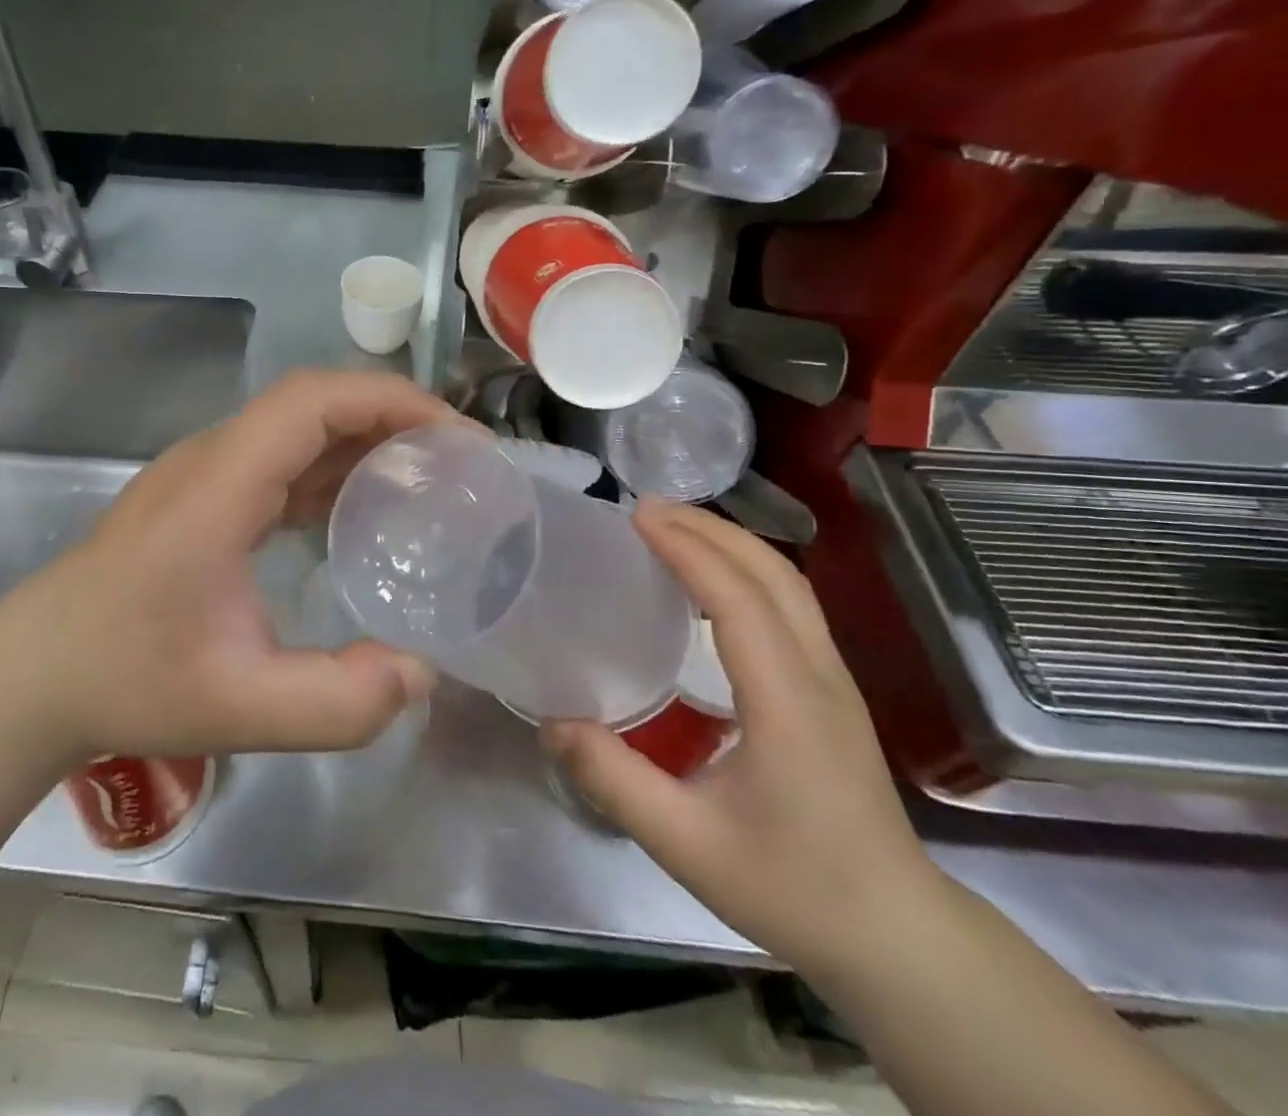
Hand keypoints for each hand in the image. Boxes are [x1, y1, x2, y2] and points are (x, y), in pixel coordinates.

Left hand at [0, 370, 448, 763]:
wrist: (34, 673)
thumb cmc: (126, 678)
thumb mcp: (239, 707)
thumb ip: (338, 703)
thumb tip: (420, 673)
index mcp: (220, 485)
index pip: (312, 401)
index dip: (389, 400)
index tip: (454, 435)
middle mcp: (212, 460)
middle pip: (311, 404)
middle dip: (391, 417)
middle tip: (456, 462)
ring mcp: (202, 474)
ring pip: (296, 429)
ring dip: (362, 441)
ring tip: (425, 482)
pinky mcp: (201, 496)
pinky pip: (278, 461)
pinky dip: (330, 470)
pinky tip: (359, 513)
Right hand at [543, 502, 942, 977]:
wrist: (897, 938)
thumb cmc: (794, 889)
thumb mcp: (686, 844)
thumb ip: (614, 780)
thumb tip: (551, 722)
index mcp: (787, 703)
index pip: (738, 600)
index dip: (688, 550)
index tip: (637, 516)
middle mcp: (819, 676)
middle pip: (774, 574)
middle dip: (709, 529)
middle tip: (645, 509)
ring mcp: (833, 681)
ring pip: (788, 584)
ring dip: (731, 544)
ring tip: (671, 530)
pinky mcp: (831, 691)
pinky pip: (790, 606)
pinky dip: (745, 572)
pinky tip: (707, 585)